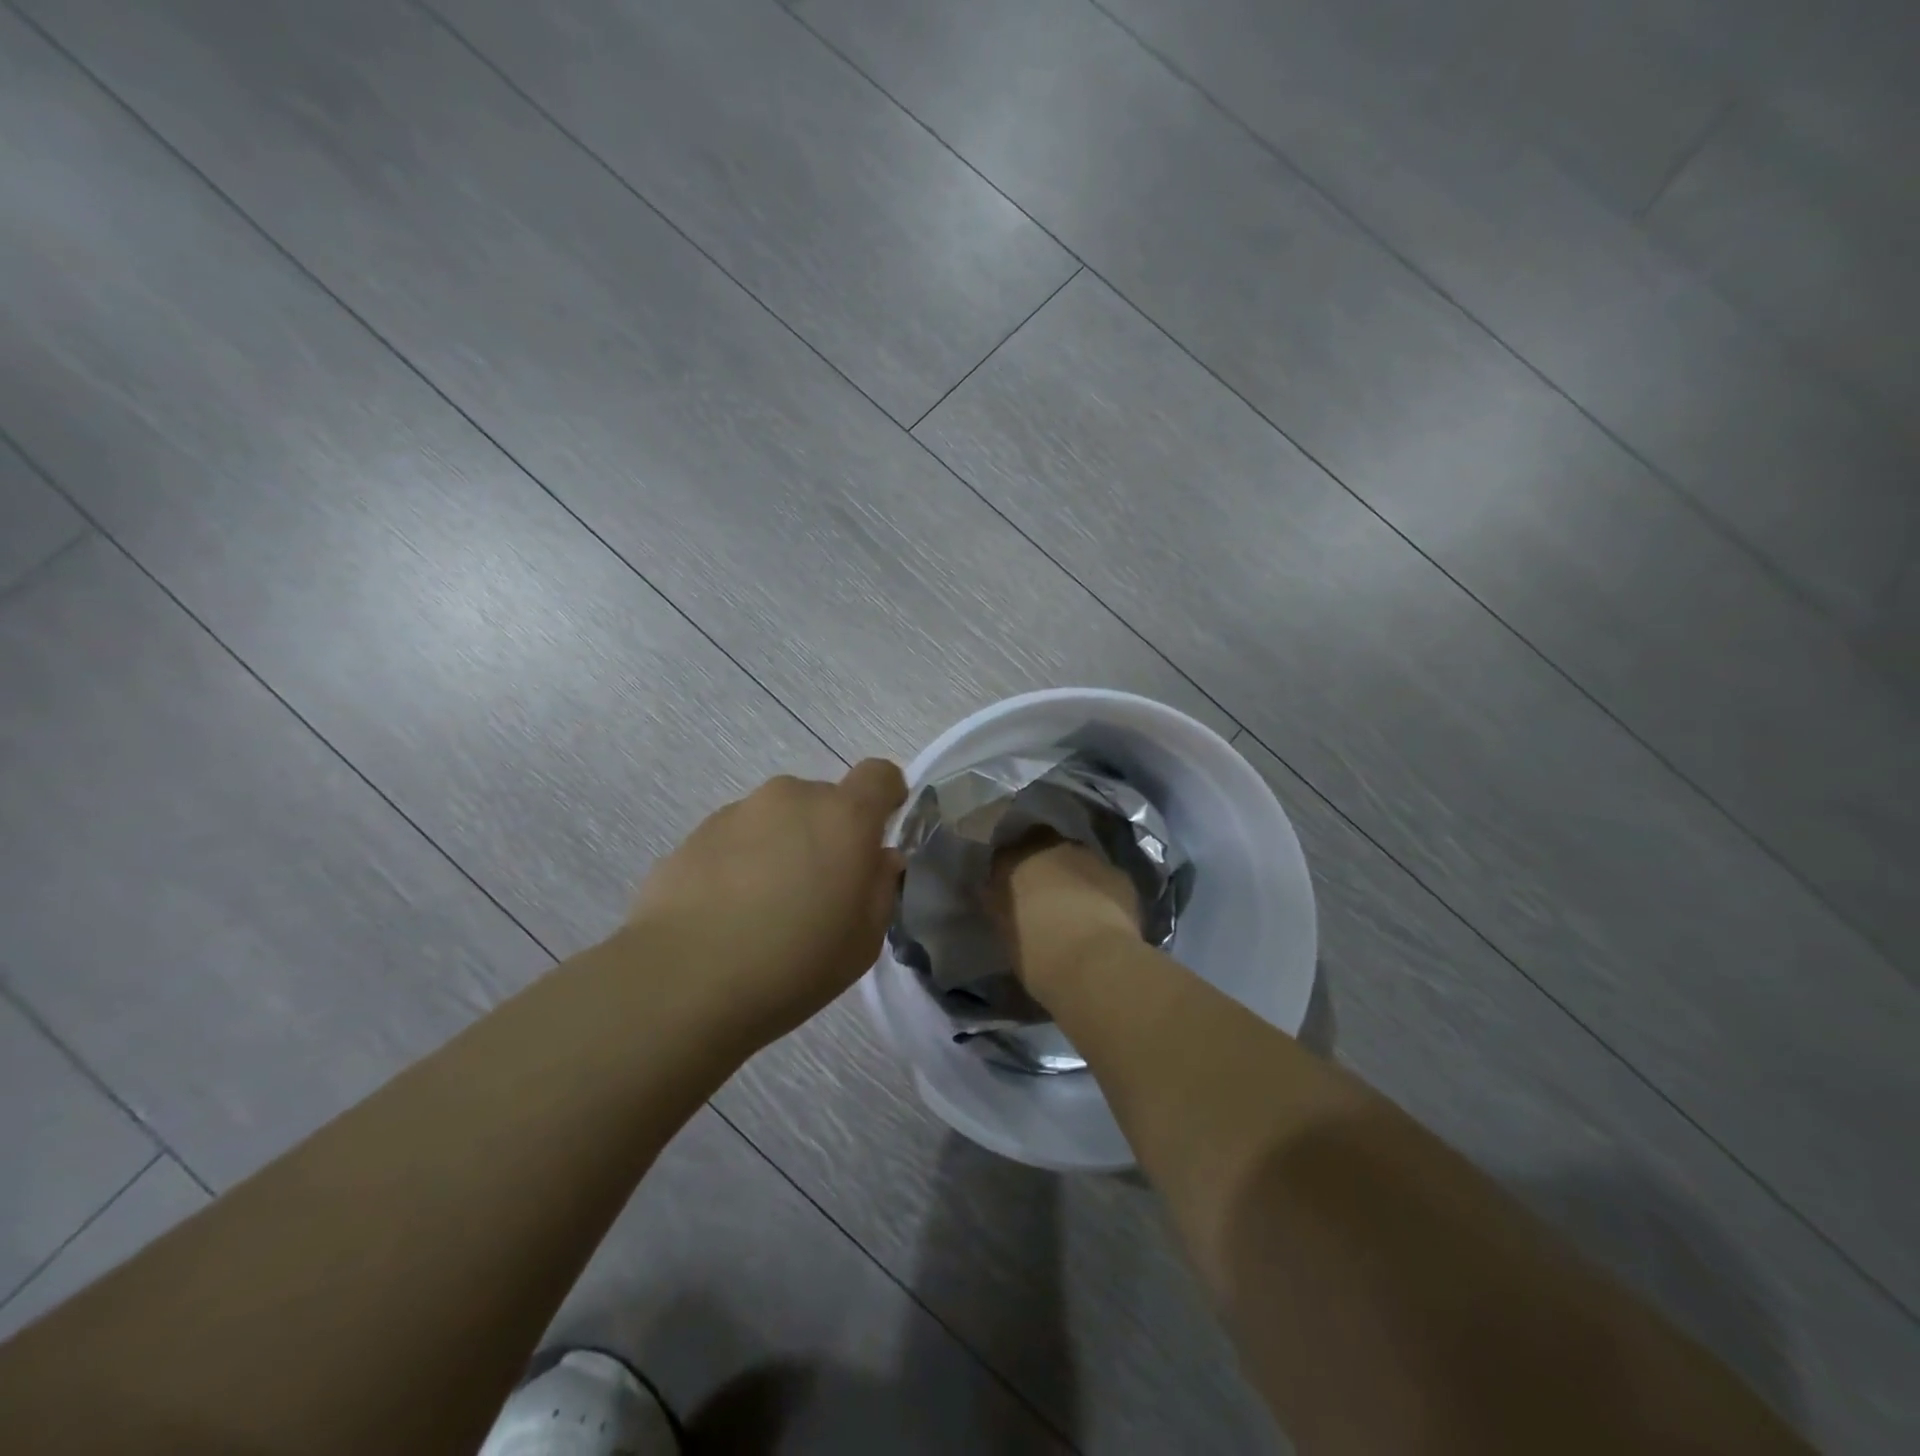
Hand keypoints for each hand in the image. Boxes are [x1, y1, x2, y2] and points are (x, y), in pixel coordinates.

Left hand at [630, 760, 907, 1040]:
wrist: (683, 981)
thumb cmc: (794, 963)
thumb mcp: (864, 940)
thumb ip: (880, 888)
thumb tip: (878, 859)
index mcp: (844, 817)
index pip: (880, 774)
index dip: (886, 797)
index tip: (877, 835)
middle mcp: (792, 798)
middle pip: (824, 801)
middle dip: (828, 834)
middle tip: (818, 890)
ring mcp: (738, 811)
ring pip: (776, 819)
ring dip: (782, 846)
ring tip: (764, 907)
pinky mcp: (694, 834)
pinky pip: (736, 839)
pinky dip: (741, 863)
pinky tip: (726, 913)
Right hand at [991, 834, 1141, 1002]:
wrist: (1097, 963)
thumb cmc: (1039, 953)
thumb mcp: (1005, 930)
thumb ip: (1000, 903)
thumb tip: (998, 892)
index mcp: (1014, 861)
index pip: (1004, 852)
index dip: (1008, 867)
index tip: (1009, 886)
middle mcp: (1051, 848)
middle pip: (1043, 843)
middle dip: (1042, 861)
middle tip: (1042, 891)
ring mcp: (1089, 857)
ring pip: (1077, 857)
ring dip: (1073, 873)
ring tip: (1074, 905)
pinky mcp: (1120, 875)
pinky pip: (1104, 877)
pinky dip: (1100, 890)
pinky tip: (1101, 915)